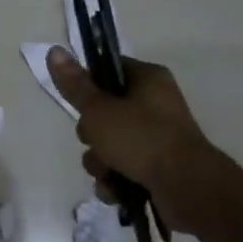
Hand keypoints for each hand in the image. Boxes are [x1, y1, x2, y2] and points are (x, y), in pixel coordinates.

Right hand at [47, 47, 242, 238]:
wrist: (189, 189)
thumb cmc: (142, 139)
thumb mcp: (99, 110)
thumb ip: (75, 85)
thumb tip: (53, 50)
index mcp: (148, 79)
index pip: (108, 70)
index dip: (88, 86)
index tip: (79, 103)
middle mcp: (156, 104)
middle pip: (105, 112)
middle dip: (92, 135)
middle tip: (94, 141)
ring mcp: (158, 138)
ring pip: (111, 144)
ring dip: (100, 162)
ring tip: (106, 174)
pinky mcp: (159, 168)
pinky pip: (124, 168)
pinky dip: (115, 180)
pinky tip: (114, 191)